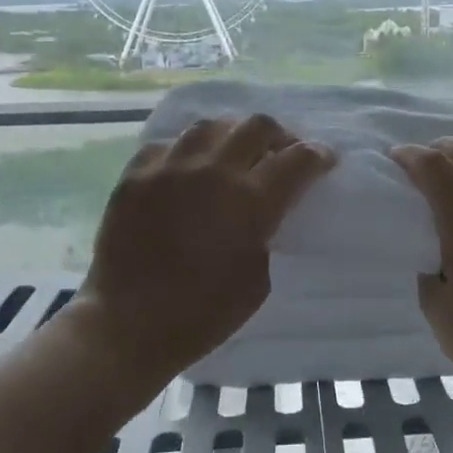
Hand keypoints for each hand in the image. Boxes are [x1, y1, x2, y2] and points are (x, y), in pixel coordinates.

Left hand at [75, 116, 334, 385]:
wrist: (128, 326)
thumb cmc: (203, 315)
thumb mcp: (258, 278)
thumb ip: (267, 232)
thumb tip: (266, 209)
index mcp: (251, 201)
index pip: (297, 159)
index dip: (318, 156)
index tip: (324, 160)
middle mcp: (213, 171)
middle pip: (257, 127)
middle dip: (280, 136)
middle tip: (281, 152)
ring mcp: (170, 168)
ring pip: (211, 126)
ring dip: (232, 135)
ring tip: (233, 153)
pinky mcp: (135, 175)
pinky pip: (167, 144)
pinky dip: (186, 152)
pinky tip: (187, 168)